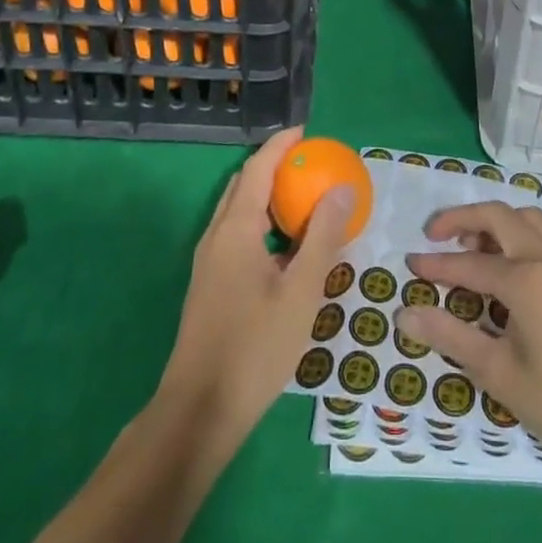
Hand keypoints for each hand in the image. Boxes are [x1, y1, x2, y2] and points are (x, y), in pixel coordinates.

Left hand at [158, 127, 353, 441]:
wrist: (200, 411)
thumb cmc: (255, 347)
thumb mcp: (301, 291)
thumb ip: (323, 236)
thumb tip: (341, 187)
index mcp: (236, 228)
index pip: (258, 167)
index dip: (281, 145)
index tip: (306, 132)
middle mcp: (217, 235)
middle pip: (244, 184)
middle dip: (274, 166)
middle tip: (310, 164)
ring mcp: (208, 261)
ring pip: (238, 211)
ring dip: (267, 195)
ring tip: (303, 200)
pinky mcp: (209, 284)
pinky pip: (236, 234)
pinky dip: (261, 222)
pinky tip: (285, 248)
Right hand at [398, 201, 541, 480]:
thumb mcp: (499, 374)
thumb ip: (450, 337)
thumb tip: (405, 314)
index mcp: (525, 278)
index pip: (469, 263)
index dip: (436, 265)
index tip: (409, 266)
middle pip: (498, 215)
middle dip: (462, 219)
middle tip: (435, 235)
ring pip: (526, 218)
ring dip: (495, 223)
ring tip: (473, 248)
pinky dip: (518, 234)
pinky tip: (509, 268)